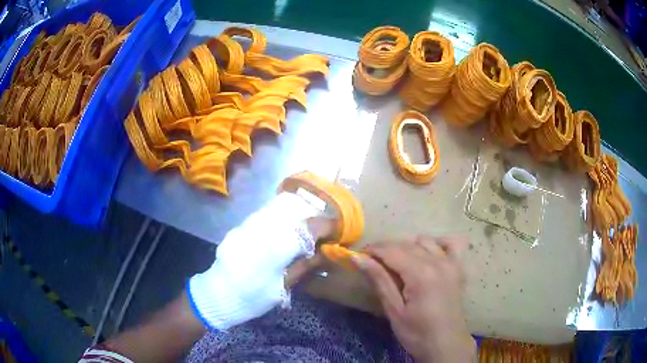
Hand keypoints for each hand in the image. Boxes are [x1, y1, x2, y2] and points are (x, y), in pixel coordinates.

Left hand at [188, 191, 335, 330]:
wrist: (218, 294)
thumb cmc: (253, 296)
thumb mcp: (282, 286)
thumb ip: (304, 266)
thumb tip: (323, 251)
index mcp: (278, 246)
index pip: (310, 226)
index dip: (327, 225)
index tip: (336, 230)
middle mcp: (264, 228)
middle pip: (295, 211)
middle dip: (313, 217)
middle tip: (322, 229)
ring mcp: (250, 224)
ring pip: (279, 209)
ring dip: (297, 215)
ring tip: (305, 227)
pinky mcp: (241, 226)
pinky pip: (266, 214)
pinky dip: (280, 218)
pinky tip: (284, 229)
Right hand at [354, 236, 474, 362]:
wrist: (446, 344)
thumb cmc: (417, 333)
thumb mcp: (394, 310)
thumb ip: (379, 280)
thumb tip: (358, 258)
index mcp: (420, 273)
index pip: (392, 251)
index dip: (373, 250)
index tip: (358, 256)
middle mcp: (437, 262)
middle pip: (406, 244)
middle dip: (386, 249)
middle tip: (372, 262)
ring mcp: (451, 263)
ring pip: (425, 241)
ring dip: (408, 247)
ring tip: (398, 264)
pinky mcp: (459, 268)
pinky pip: (451, 244)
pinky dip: (438, 244)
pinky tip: (429, 254)